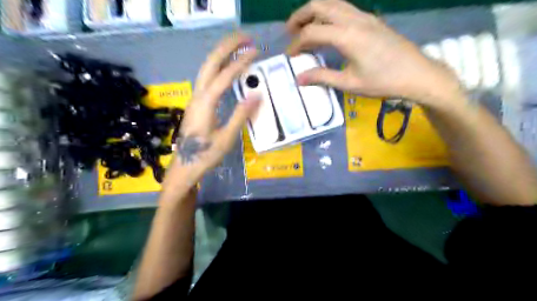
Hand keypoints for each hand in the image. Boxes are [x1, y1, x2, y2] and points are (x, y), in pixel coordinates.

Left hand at [167, 33, 260, 187]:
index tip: (255, 52)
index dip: (239, 63)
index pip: (223, 77)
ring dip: (221, 54)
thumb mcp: (226, 138)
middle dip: (226, 47)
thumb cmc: (205, 156)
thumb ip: (240, 115)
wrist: (184, 168)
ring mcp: (195, 99)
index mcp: (205, 104)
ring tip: (238, 46)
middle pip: (209, 64)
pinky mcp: (197, 104)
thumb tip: (257, 95)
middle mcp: (197, 96)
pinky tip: (228, 68)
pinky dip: (219, 67)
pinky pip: (207, 78)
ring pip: (206, 69)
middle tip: (245, 37)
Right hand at [286, 0, 465, 107]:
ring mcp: (365, 16)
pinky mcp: (371, 20)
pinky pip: (344, 8)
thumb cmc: (383, 82)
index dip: (297, 43)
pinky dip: (329, 14)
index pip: (312, 32)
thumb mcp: (350, 83)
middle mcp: (354, 19)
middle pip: (320, 5)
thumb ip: (322, 77)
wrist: (418, 74)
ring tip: (305, 27)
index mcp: (347, 36)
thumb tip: (299, 79)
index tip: (290, 56)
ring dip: (315, 12)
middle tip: (290, 31)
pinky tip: (327, 28)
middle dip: (300, 16)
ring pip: (333, 3)